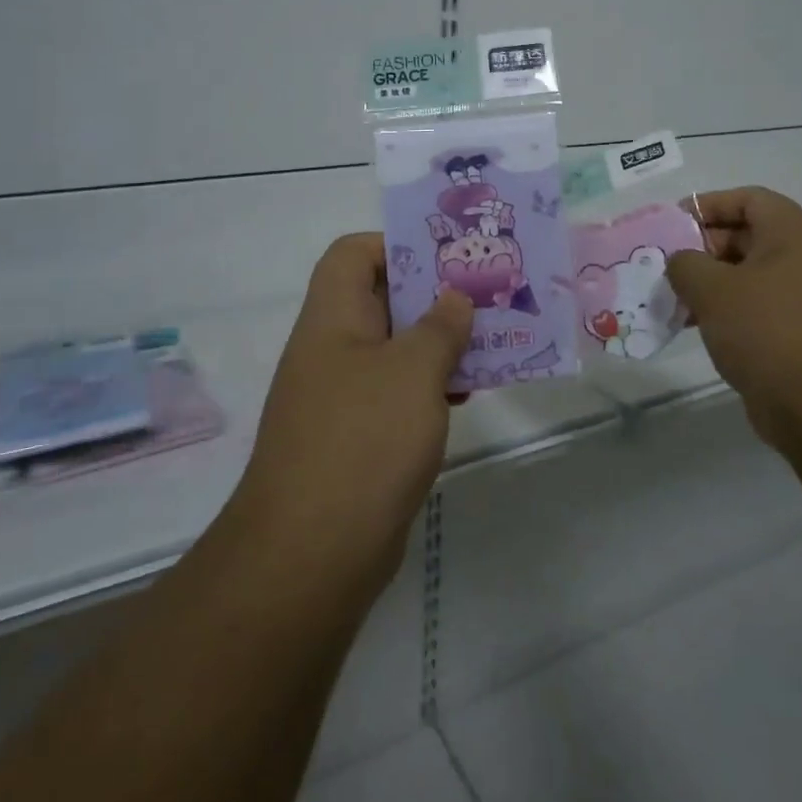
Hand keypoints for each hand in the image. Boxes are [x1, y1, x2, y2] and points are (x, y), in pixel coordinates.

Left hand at [237, 234, 472, 586]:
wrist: (311, 555)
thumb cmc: (364, 441)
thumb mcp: (413, 371)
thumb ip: (440, 327)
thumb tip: (454, 298)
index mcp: (332, 318)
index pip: (353, 254)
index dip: (396, 245)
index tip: (446, 260)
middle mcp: (331, 349)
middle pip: (381, 300)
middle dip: (434, 295)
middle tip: (484, 296)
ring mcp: (342, 396)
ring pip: (395, 349)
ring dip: (439, 343)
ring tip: (489, 343)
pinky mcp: (356, 437)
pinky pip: (397, 392)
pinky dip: (430, 386)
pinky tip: (466, 396)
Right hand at [666, 188, 801, 451]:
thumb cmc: (767, 329)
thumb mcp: (713, 289)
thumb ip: (685, 263)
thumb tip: (681, 262)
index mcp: (791, 232)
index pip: (746, 199)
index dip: (707, 205)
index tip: (672, 225)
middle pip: (745, 235)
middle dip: (701, 248)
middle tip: (665, 266)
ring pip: (746, 274)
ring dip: (708, 283)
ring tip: (672, 299)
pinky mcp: (797, 331)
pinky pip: (754, 307)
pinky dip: (724, 310)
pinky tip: (692, 326)